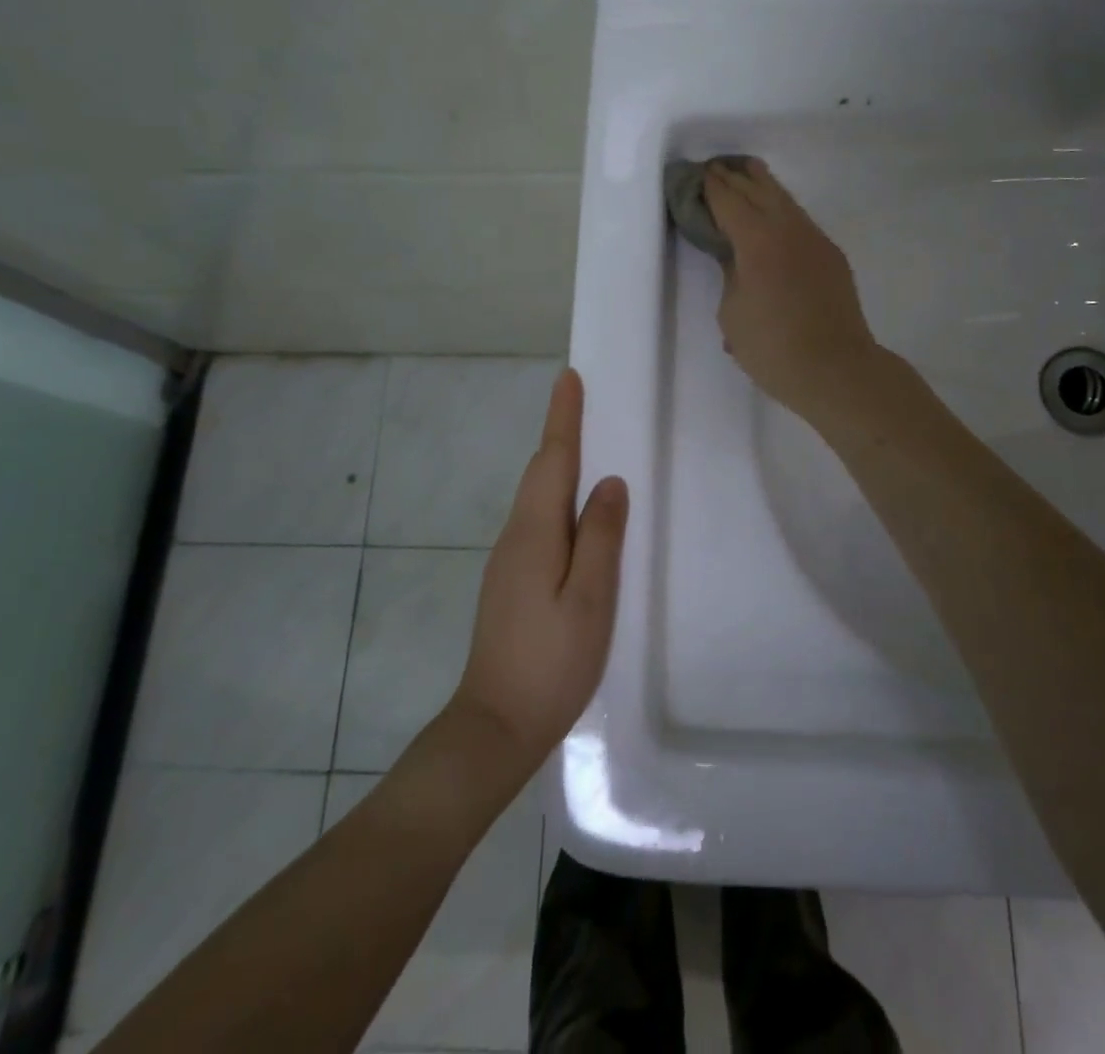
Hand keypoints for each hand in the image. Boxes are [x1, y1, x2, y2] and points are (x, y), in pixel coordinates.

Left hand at [450, 368, 626, 771]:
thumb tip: (609, 482)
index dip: (563, 418)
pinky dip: (557, 499)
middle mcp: (515, 537)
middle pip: (541, 473)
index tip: (569, 378)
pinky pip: (538, 522)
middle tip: (583, 401)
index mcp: (535, 533)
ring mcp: (508, 561)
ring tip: (588, 444)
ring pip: (538, 498)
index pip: (552, 460)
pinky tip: (576, 513)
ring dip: (560, 464)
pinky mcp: (511, 582)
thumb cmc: (551, 662)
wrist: (495, 725)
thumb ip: (600, 536)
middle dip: (561, 433)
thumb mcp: (590, 598)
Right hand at [704, 157, 882, 422]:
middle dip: (734, 177)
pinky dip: (780, 208)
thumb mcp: (733, 314)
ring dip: (761, 185)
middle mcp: (788, 229)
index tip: (695, 176)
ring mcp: (815, 239)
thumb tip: (736, 257)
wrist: (836, 369)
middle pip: (758, 189)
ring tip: (745, 172)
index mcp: (757, 241)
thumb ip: (730, 275)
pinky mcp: (831, 256)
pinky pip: (799, 220)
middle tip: (714, 168)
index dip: (709, 187)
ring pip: (784, 200)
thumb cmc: (774, 349)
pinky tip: (773, 214)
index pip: (728, 201)